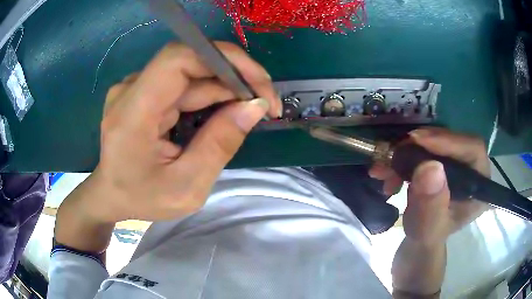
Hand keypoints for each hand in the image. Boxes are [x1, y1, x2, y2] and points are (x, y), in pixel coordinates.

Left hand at [86, 41, 280, 222]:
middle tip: (265, 104)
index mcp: (132, 112)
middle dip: (234, 78)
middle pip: (190, 63)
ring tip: (249, 111)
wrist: (110, 195)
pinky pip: (182, 83)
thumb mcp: (186, 187)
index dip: (224, 60)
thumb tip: (255, 106)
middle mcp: (131, 89)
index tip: (259, 85)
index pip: (179, 59)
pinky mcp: (142, 91)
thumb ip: (219, 145)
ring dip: (224, 88)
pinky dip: (208, 94)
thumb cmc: (142, 198)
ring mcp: (135, 87)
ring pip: (190, 74)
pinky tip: (223, 112)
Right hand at [369, 128, 490, 244]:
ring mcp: (456, 165)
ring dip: (406, 152)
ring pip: (435, 143)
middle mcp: (471, 170)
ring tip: (383, 168)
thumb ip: (431, 205)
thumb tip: (430, 167)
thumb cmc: (426, 240)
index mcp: (479, 187)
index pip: (473, 149)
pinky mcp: (441, 162)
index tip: (417, 140)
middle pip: (452, 141)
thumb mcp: (427, 230)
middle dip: (421, 146)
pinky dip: (403, 157)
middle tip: (396, 152)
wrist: (417, 241)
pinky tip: (386, 172)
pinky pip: (423, 149)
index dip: (448, 140)